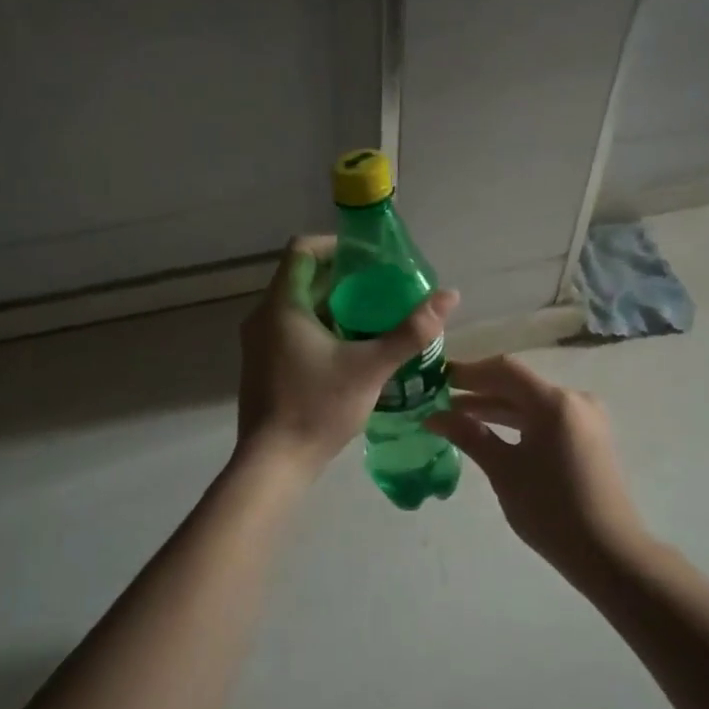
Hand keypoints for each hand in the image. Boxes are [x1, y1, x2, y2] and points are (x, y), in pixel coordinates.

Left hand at [237, 236, 458, 473]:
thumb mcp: (372, 367)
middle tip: (383, 290)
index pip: (303, 249)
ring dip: (334, 305)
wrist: (274, 463)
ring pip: (298, 306)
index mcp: (282, 304)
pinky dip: (320, 327)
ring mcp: (259, 342)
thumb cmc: (318, 407)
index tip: (369, 260)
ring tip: (374, 318)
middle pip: (303, 277)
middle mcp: (263, 315)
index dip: (336, 245)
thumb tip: (450, 295)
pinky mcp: (263, 364)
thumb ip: (411, 331)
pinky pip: (291, 329)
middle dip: (344, 279)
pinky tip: (350, 349)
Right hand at [428, 357, 646, 577]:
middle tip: (439, 398)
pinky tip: (490, 431)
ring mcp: (585, 418)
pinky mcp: (588, 437)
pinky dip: (517, 421)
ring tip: (456, 415)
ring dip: (496, 407)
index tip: (437, 378)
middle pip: (518, 384)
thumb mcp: (504, 471)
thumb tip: (434, 416)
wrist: (608, 553)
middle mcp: (573, 400)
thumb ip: (469, 435)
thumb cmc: (551, 510)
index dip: (468, 372)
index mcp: (554, 402)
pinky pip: (546, 417)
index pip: (504, 370)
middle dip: (478, 390)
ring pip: (531, 402)